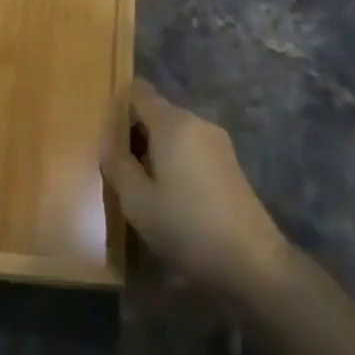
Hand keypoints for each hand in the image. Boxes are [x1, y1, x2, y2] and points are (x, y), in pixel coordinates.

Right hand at [100, 79, 289, 299]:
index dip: (118, 105)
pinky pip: (191, 148)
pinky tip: (167, 193)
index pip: (139, 92)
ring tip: (138, 184)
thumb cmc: (186, 226)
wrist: (252, 262)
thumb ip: (117, 164)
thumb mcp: (137, 201)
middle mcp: (197, 122)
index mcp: (173, 124)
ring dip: (154, 149)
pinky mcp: (229, 163)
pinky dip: (174, 160)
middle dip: (134, 132)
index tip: (103, 133)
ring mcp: (217, 142)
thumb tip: (107, 140)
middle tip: (115, 166)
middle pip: (157, 112)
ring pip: (174, 132)